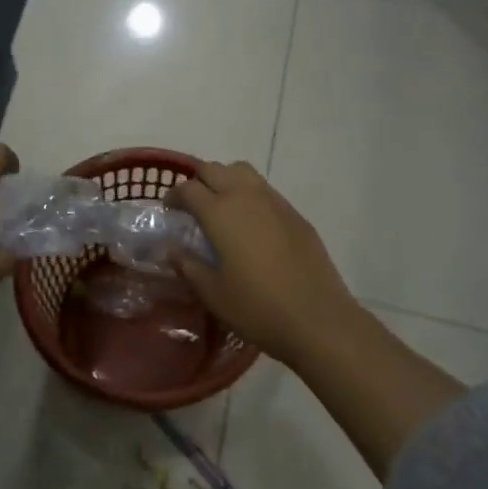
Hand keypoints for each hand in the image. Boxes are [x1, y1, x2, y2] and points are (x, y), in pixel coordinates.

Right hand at [168, 161, 370, 370]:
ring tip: (221, 208)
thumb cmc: (257, 308)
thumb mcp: (213, 293)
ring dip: (226, 181)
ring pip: (243, 172)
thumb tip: (173, 249)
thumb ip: (188, 265)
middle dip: (198, 181)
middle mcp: (246, 197)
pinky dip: (250, 196)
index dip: (173, 196)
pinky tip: (251, 226)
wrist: (318, 319)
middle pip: (215, 169)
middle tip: (192, 206)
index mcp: (220, 212)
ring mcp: (275, 203)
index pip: (188, 188)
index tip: (169, 210)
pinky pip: (265, 191)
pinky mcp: (296, 215)